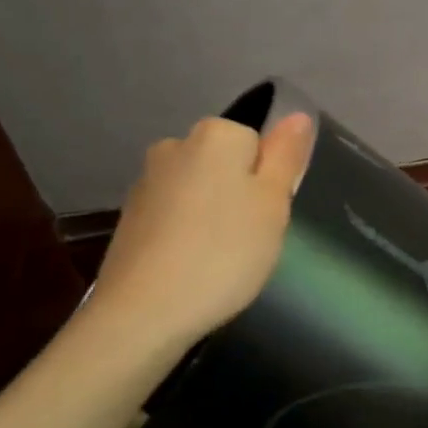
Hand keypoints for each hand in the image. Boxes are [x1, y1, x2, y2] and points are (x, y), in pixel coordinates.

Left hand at [90, 112, 314, 347]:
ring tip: (218, 259)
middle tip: (250, 239)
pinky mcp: (130, 217)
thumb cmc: (224, 253)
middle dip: (240, 195)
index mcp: (216, 135)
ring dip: (212, 214)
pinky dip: (186, 233)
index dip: (268, 180)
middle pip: (225, 164)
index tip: (267, 216)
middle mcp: (176, 146)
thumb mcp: (273, 204)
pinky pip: (174, 214)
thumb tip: (298, 116)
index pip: (257, 142)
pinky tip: (189, 266)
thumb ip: (286, 155)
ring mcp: (147, 181)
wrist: (144, 311)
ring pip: (199, 190)